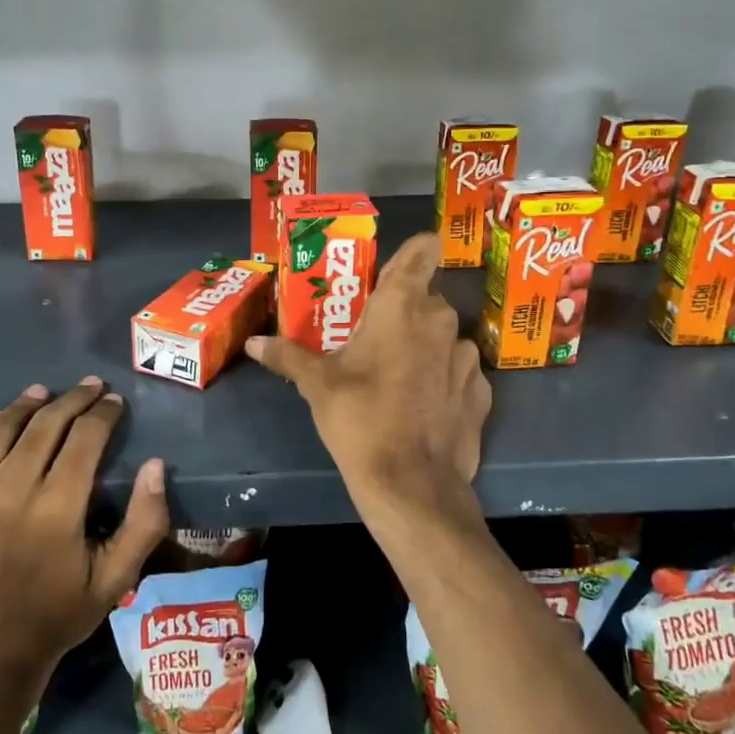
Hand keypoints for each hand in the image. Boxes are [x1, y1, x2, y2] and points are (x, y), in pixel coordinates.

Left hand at [0, 379, 167, 684]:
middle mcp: (2, 499)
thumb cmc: (56, 617)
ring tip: (41, 393)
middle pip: (41, 427)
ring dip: (22, 407)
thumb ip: (144, 522)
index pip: (83, 440)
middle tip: (87, 387)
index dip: (102, 414)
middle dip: (70, 401)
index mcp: (54, 515)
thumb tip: (155, 464)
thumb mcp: (115, 579)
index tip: (113, 401)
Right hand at [246, 231, 490, 519]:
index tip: (388, 277)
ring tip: (396, 377)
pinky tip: (422, 407)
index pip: (424, 248)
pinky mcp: (482, 392)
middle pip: (426, 298)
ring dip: (424, 347)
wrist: (412, 485)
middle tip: (372, 337)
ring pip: (444, 336)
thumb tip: (253, 342)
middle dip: (402, 312)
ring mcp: (467, 357)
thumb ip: (288, 355)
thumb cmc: (360, 419)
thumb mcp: (318, 386)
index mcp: (402, 305)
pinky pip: (458, 372)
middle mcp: (442, 320)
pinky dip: (442, 380)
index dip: (411, 254)